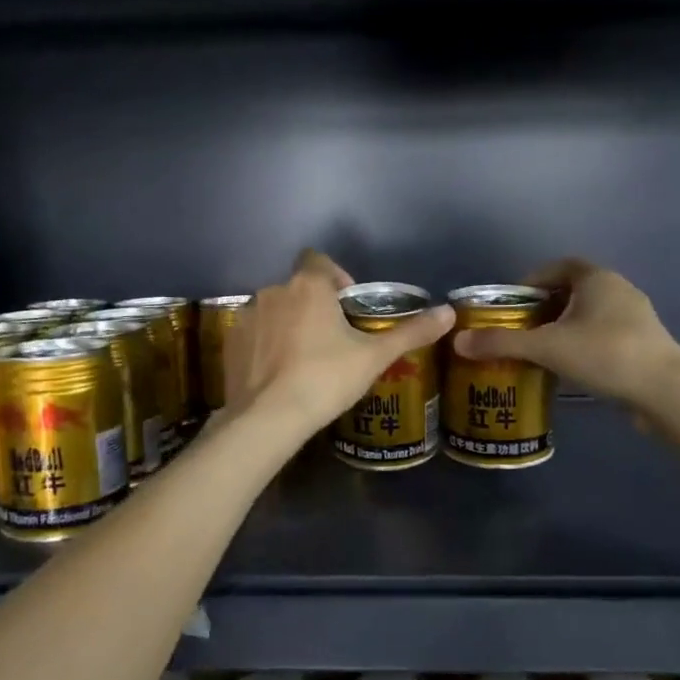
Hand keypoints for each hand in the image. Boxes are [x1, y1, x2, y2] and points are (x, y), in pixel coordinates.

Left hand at [224, 250, 454, 439]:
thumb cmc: (326, 379)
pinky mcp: (230, 343)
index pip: (319, 260)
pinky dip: (265, 346)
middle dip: (314, 306)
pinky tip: (278, 374)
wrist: (268, 418)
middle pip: (298, 288)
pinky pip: (253, 335)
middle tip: (333, 341)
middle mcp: (273, 291)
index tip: (347, 307)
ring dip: (289, 325)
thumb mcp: (374, 357)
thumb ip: (411, 332)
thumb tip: (449, 312)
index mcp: (308, 286)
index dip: (335, 277)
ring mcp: (247, 316)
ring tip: (305, 360)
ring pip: (275, 311)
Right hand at [452, 258, 679, 408]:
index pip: (558, 266)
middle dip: (542, 308)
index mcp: (596, 278)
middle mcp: (618, 289)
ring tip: (536, 351)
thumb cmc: (605, 354)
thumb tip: (458, 341)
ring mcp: (635, 318)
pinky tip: (566, 368)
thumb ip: (502, 342)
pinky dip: (580, 345)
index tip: (510, 303)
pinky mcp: (642, 344)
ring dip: (562, 328)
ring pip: (587, 316)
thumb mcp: (547, 347)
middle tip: (517, 329)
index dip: (531, 280)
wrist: (665, 391)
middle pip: (571, 291)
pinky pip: (602, 336)